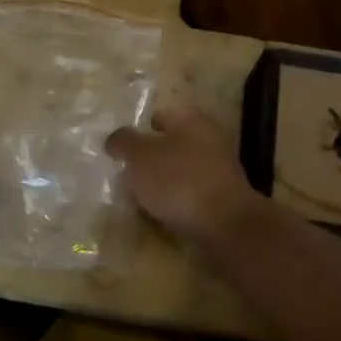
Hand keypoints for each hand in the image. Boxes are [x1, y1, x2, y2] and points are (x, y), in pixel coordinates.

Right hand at [106, 108, 261, 244]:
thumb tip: (115, 138)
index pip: (160, 115)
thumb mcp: (140, 157)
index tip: (120, 148)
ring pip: (180, 171)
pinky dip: (175, 202)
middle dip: (149, 158)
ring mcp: (219, 169)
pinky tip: (159, 215)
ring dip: (161, 182)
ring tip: (137, 199)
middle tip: (125, 175)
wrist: (225, 226)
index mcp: (191, 119)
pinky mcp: (222, 198)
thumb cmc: (178, 181)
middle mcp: (209, 138)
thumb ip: (124, 142)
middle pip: (171, 144)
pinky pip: (190, 194)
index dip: (139, 129)